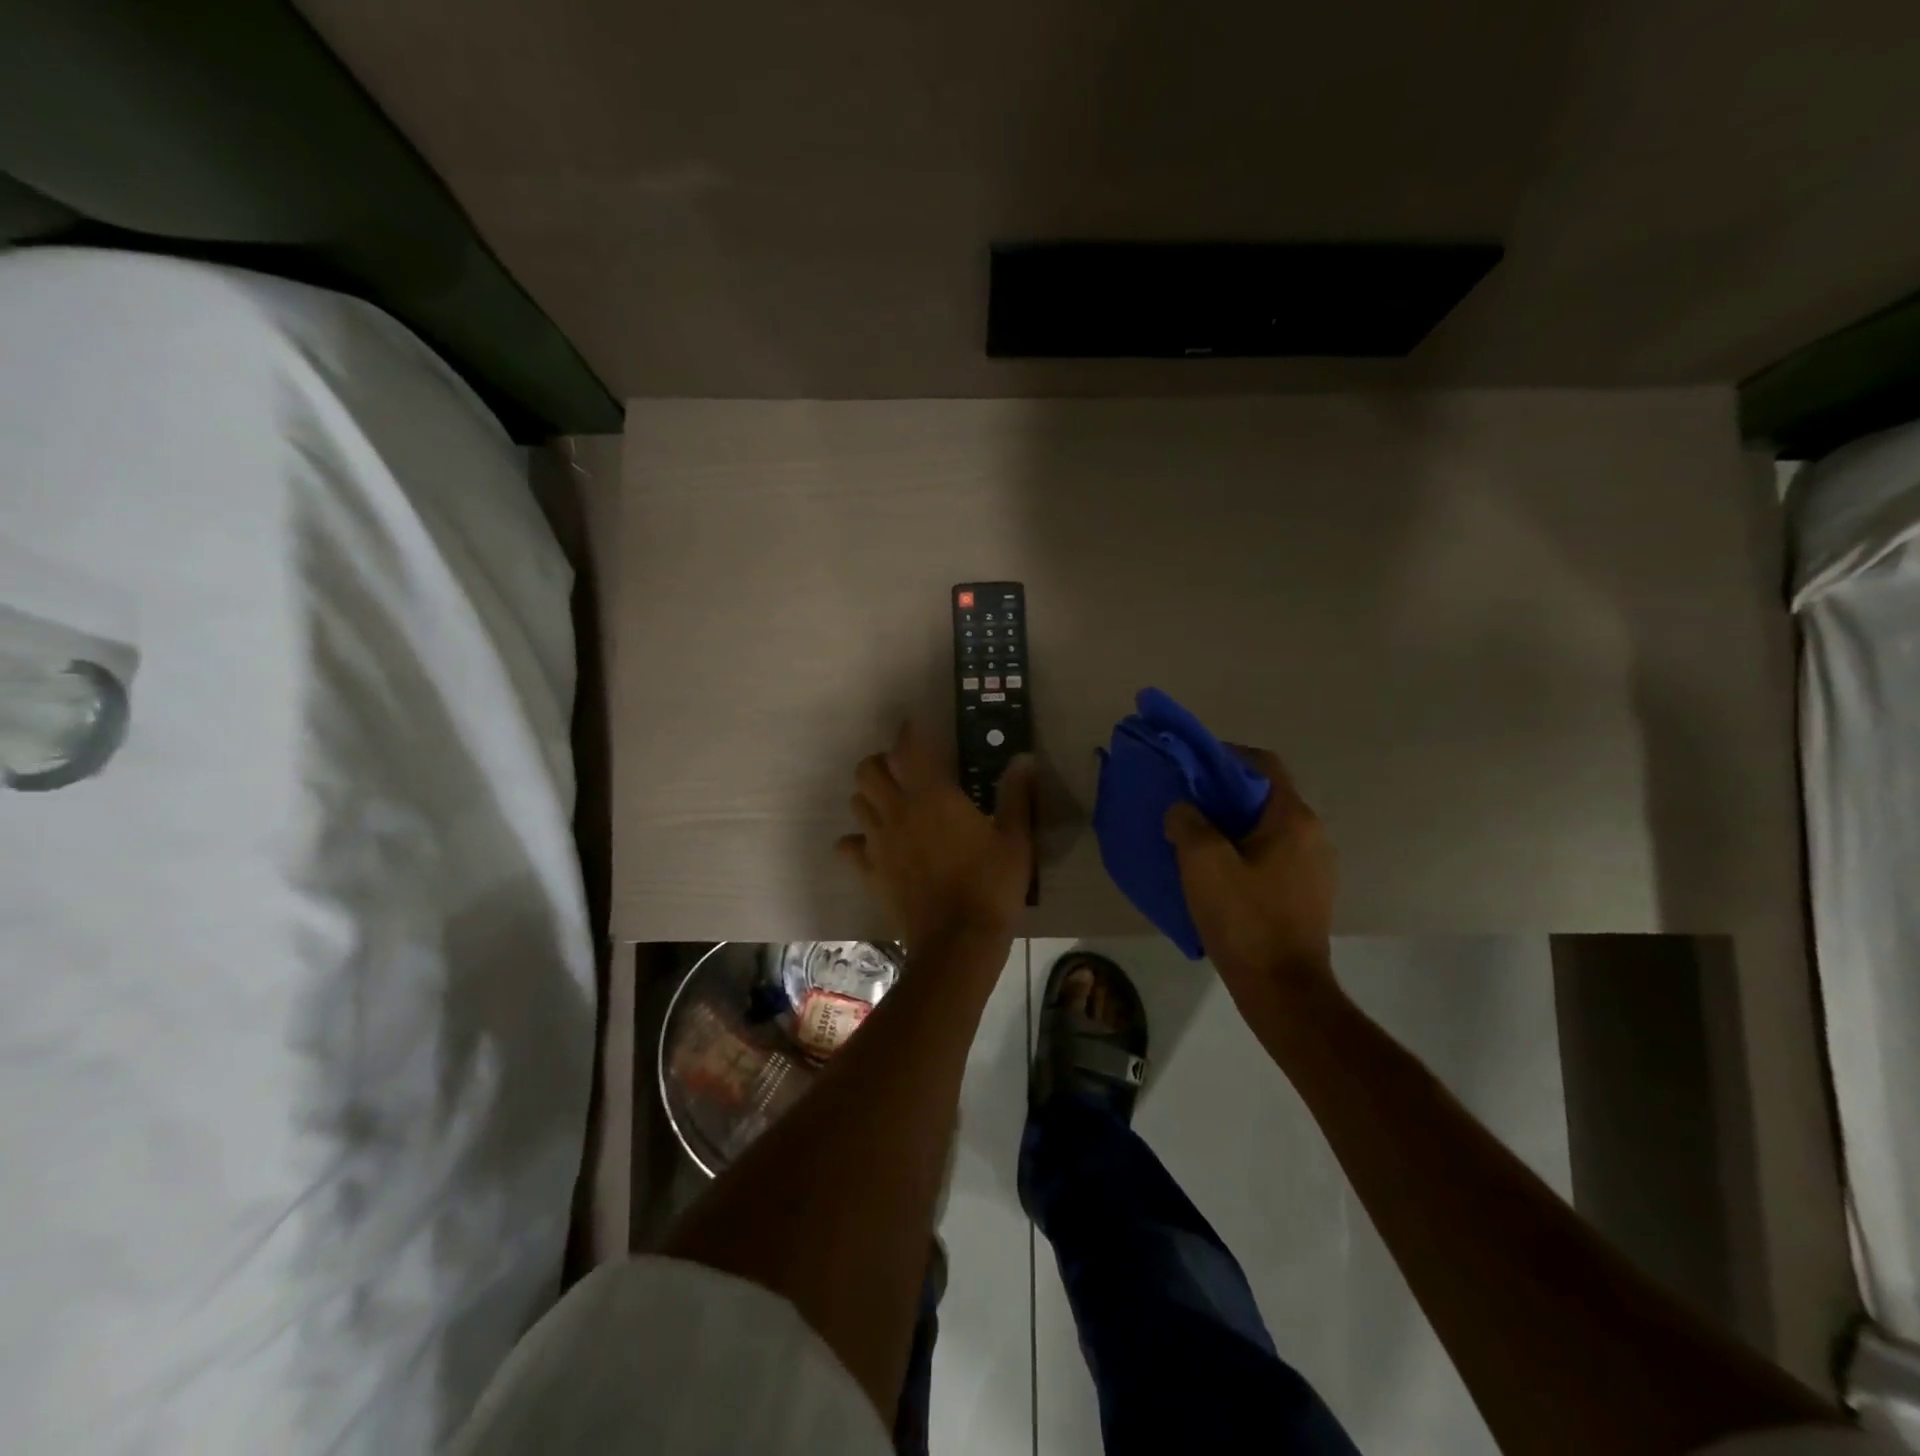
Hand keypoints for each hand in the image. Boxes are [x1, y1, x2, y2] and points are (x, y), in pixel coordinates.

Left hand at [837, 721, 1035, 947]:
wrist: (958, 941)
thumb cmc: (991, 885)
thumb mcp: (1015, 838)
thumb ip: (1016, 794)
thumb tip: (1024, 759)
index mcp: (932, 795)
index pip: (909, 748)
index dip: (910, 732)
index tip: (916, 726)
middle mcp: (897, 810)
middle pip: (867, 770)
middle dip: (881, 762)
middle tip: (903, 769)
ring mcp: (878, 842)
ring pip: (857, 802)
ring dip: (870, 795)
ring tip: (892, 803)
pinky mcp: (870, 871)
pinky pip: (848, 847)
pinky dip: (856, 840)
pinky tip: (874, 845)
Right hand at [1163, 745, 1337, 1017]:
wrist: (1283, 990)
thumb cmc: (1244, 920)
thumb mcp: (1202, 864)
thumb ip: (1188, 822)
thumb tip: (1183, 809)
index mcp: (1293, 819)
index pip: (1262, 763)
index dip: (1224, 756)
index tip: (1190, 768)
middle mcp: (1313, 834)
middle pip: (1264, 795)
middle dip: (1223, 793)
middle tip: (1186, 804)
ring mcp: (1315, 866)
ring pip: (1267, 827)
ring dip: (1232, 824)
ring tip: (1195, 837)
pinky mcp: (1308, 893)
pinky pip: (1272, 855)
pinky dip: (1244, 850)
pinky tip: (1218, 872)